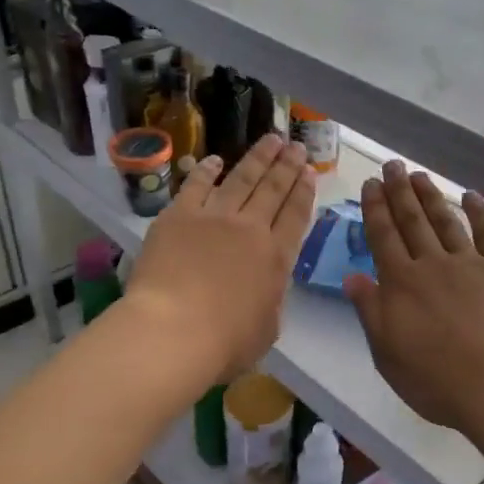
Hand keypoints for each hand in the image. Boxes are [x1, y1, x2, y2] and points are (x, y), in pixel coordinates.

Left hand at [126, 134, 315, 384]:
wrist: (173, 332)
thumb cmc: (225, 343)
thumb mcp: (268, 328)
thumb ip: (272, 300)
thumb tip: (267, 286)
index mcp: (276, 258)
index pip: (296, 215)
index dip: (304, 191)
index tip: (310, 171)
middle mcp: (250, 229)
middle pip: (273, 189)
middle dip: (287, 165)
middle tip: (296, 145)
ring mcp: (213, 218)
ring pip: (242, 178)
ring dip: (259, 157)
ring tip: (271, 139)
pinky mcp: (178, 216)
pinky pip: (196, 185)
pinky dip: (207, 170)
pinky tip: (215, 160)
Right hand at [344, 161, 483, 435]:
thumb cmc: (436, 379)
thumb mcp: (387, 353)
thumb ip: (370, 311)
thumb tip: (352, 277)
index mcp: (401, 284)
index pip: (383, 237)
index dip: (376, 209)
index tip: (371, 184)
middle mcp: (433, 264)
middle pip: (412, 221)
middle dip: (400, 192)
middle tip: (393, 165)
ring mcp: (471, 264)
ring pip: (446, 222)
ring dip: (432, 197)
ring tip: (420, 175)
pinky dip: (479, 213)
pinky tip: (471, 196)